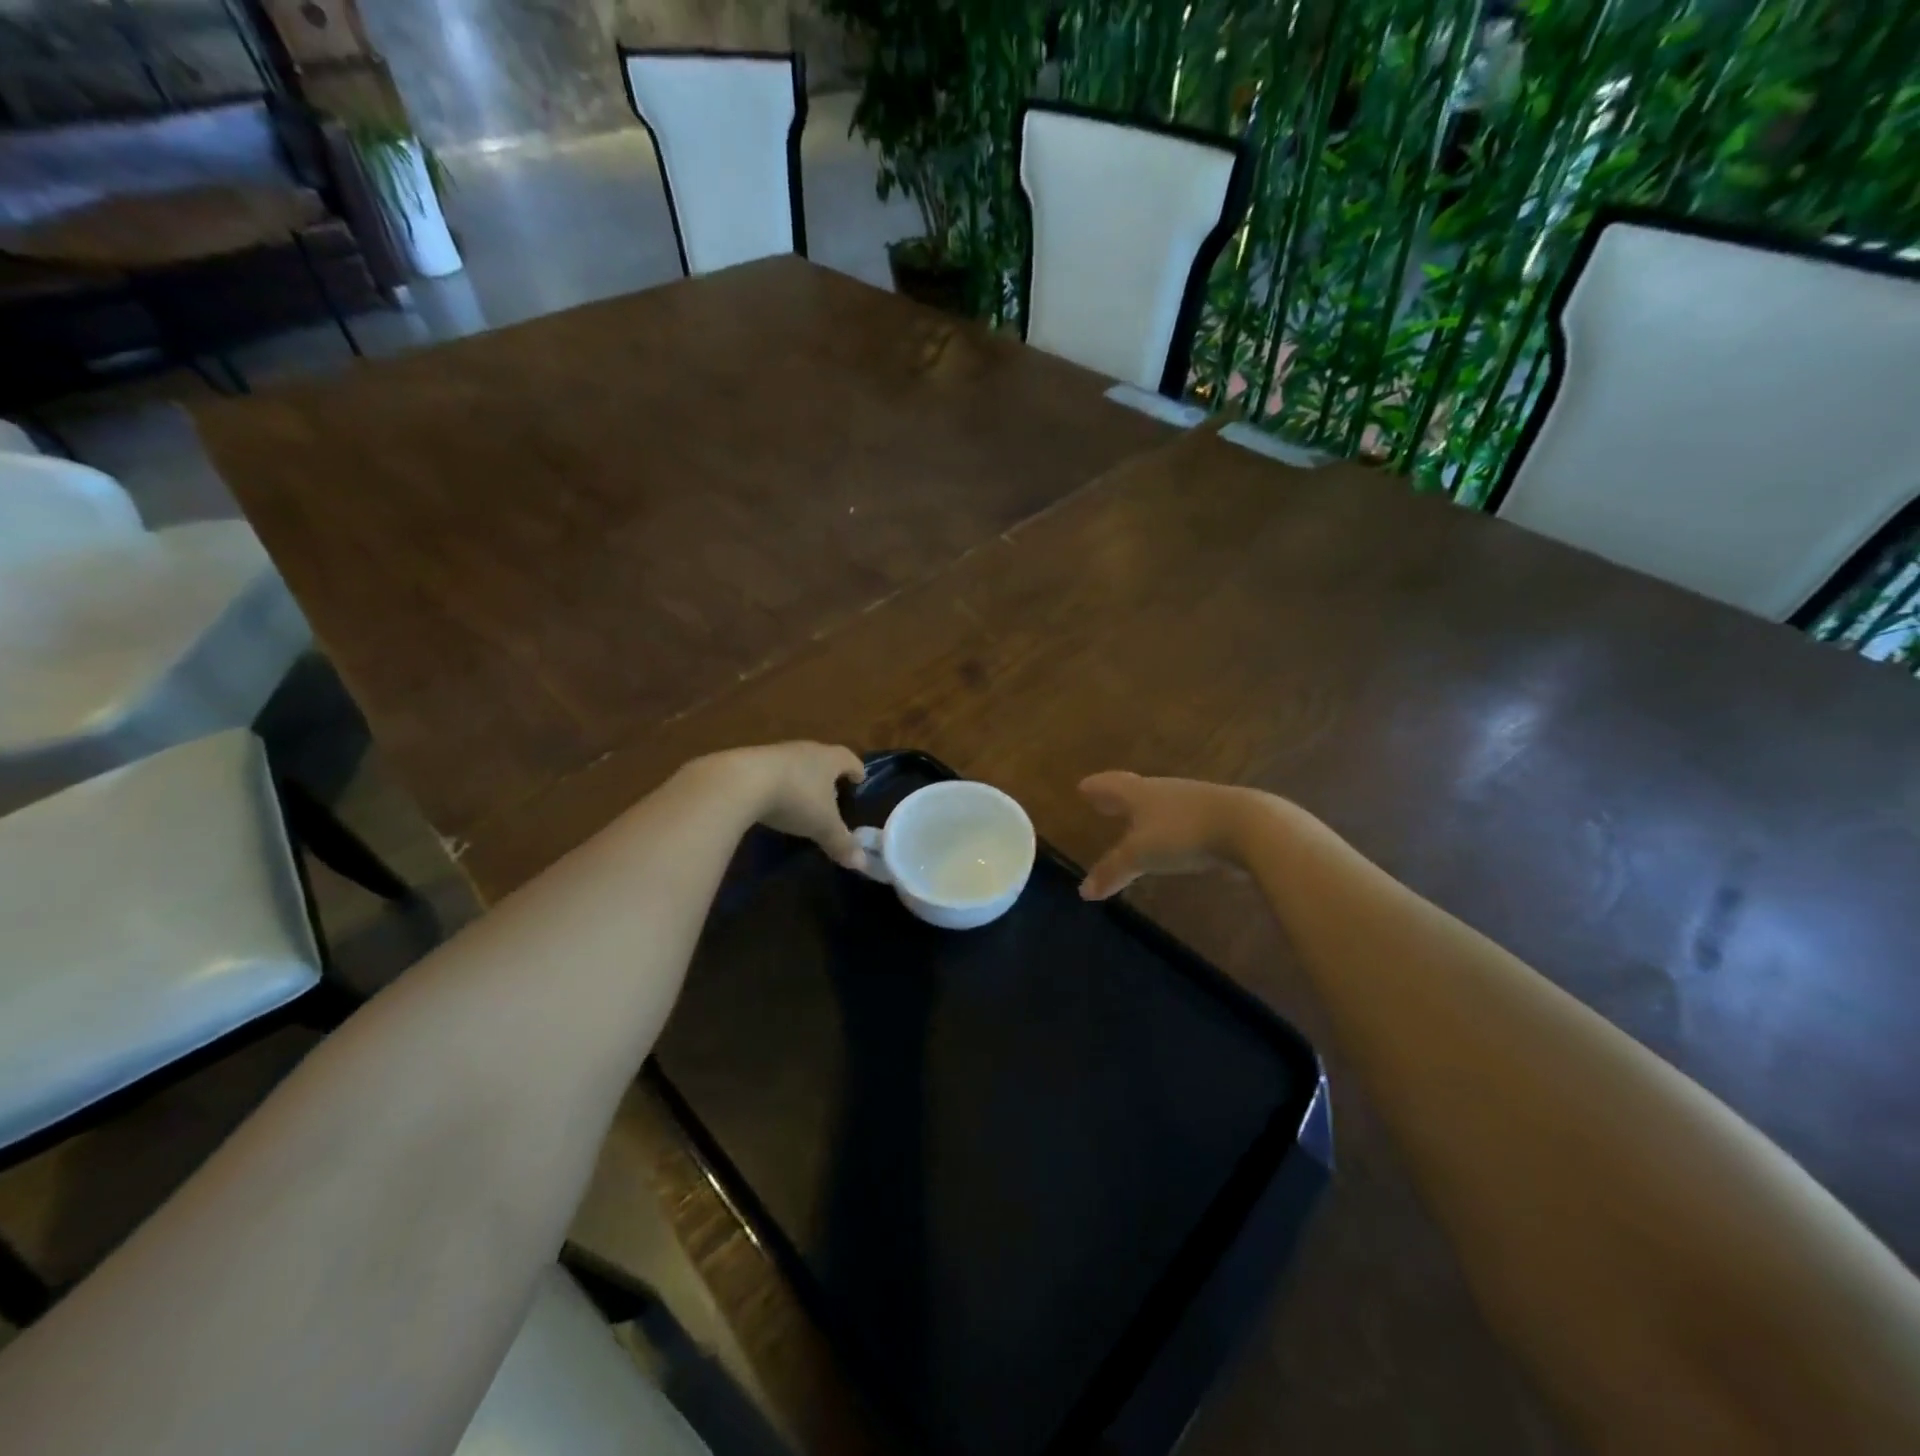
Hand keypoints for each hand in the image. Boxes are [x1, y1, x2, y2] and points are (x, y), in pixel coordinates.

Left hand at [699, 742, 866, 868]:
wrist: (739, 782)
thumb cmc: (795, 799)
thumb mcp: (822, 826)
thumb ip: (842, 843)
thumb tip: (862, 864)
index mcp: (829, 759)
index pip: (849, 759)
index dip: (856, 770)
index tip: (860, 780)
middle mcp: (805, 749)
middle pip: (822, 758)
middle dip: (828, 775)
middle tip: (833, 793)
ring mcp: (775, 753)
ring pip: (795, 764)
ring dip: (800, 779)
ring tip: (801, 799)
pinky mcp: (749, 762)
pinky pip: (770, 772)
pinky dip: (776, 785)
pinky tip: (771, 802)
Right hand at [1078, 772, 1254, 899]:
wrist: (1249, 827)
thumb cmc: (1183, 833)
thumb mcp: (1141, 855)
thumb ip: (1112, 871)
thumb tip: (1083, 891)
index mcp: (1141, 793)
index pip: (1112, 785)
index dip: (1097, 787)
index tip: (1083, 787)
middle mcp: (1165, 791)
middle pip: (1135, 791)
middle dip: (1117, 798)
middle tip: (1103, 801)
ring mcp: (1194, 802)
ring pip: (1161, 804)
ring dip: (1146, 812)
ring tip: (1136, 822)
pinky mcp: (1218, 817)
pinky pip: (1183, 819)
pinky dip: (1170, 826)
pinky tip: (1174, 837)